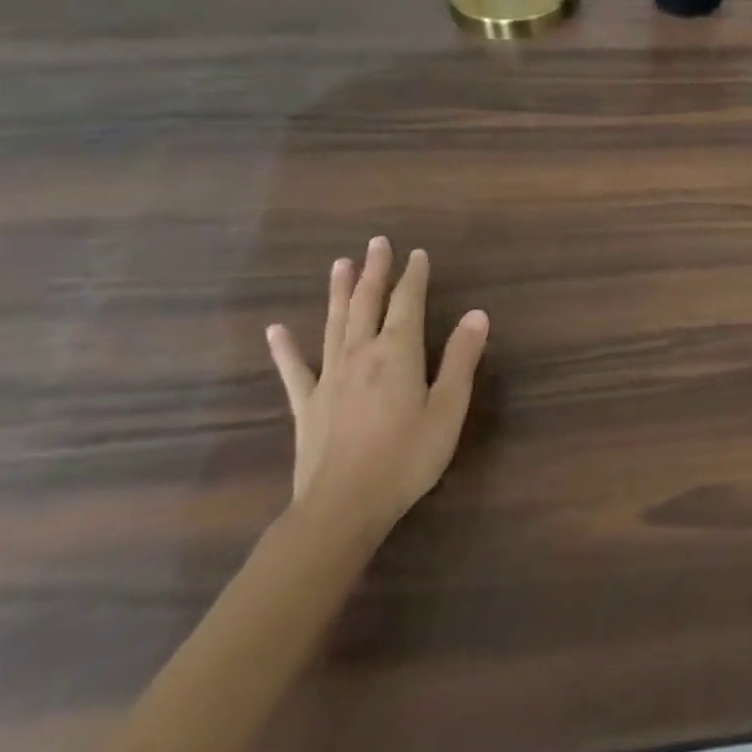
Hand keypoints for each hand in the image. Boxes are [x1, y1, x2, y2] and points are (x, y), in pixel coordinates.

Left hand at [266, 236, 488, 539]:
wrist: (342, 508)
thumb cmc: (406, 458)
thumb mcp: (448, 409)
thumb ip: (461, 359)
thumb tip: (476, 314)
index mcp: (397, 352)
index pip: (407, 302)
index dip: (413, 276)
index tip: (417, 254)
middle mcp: (361, 354)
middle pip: (368, 303)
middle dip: (375, 271)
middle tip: (377, 242)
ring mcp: (329, 378)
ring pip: (335, 324)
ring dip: (340, 292)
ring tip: (340, 264)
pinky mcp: (307, 405)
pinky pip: (295, 369)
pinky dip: (285, 348)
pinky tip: (276, 330)